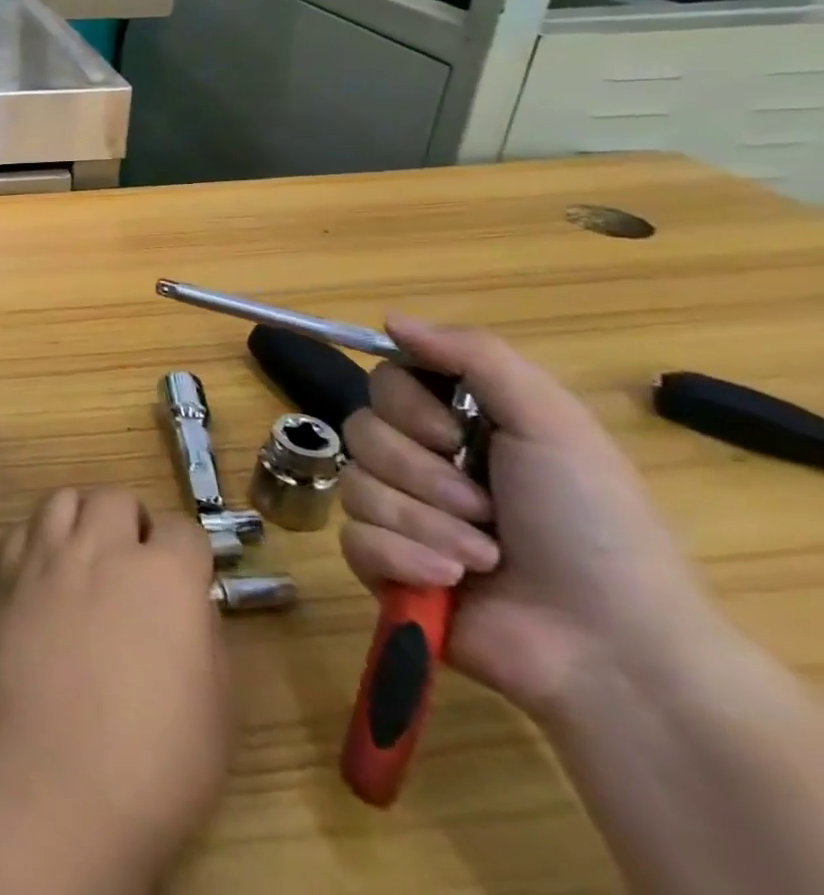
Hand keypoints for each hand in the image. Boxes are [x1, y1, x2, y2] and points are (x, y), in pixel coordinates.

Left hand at [0, 487, 229, 881]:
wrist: (63, 782)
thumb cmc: (159, 761)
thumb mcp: (218, 705)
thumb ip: (204, 633)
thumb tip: (188, 601)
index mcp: (166, 575)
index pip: (182, 526)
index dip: (187, 552)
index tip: (185, 578)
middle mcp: (104, 548)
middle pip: (116, 498)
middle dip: (131, 521)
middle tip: (134, 562)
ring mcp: (49, 557)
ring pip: (63, 498)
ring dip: (82, 517)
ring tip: (88, 553)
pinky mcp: (7, 577)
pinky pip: (23, 531)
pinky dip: (38, 540)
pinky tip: (46, 573)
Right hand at [339, 314, 712, 723]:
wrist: (613, 648)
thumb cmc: (592, 526)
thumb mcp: (551, 424)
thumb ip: (474, 357)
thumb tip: (390, 318)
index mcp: (458, 426)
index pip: (383, 383)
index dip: (403, 405)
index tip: (450, 433)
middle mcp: (422, 463)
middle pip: (360, 431)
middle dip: (421, 473)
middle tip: (483, 507)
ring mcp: (398, 516)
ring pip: (355, 486)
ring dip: (422, 521)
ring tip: (483, 556)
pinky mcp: (382, 566)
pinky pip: (352, 538)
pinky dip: (403, 557)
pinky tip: (449, 580)